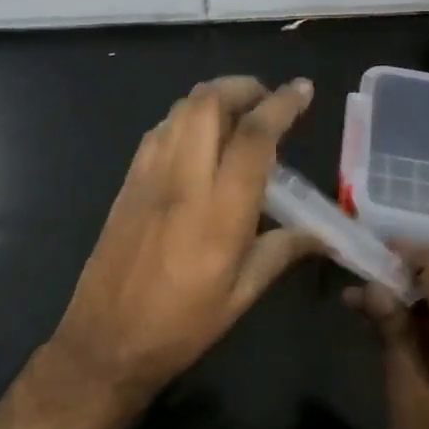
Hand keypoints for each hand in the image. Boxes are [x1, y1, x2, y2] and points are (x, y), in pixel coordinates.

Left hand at [52, 76, 319, 399]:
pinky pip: (158, 132)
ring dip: (212, 99)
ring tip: (236, 116)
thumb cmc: (181, 326)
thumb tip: (323, 235)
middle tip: (266, 100)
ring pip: (179, 110)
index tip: (303, 89)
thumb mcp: (241, 295)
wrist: (105, 342)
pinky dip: (184, 120)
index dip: (282, 104)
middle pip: (208, 103)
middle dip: (242, 87)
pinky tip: (197, 141)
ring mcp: (149, 177)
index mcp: (220, 211)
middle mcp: (183, 180)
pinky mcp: (127, 183)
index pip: (254, 136)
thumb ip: (282, 252)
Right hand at [344, 249, 428, 428]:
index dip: (407, 253)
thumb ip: (393, 335)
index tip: (368, 247)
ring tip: (360, 308)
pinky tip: (388, 338)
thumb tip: (372, 287)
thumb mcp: (410, 394)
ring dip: (406, 308)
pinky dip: (419, 334)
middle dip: (400, 280)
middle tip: (355, 283)